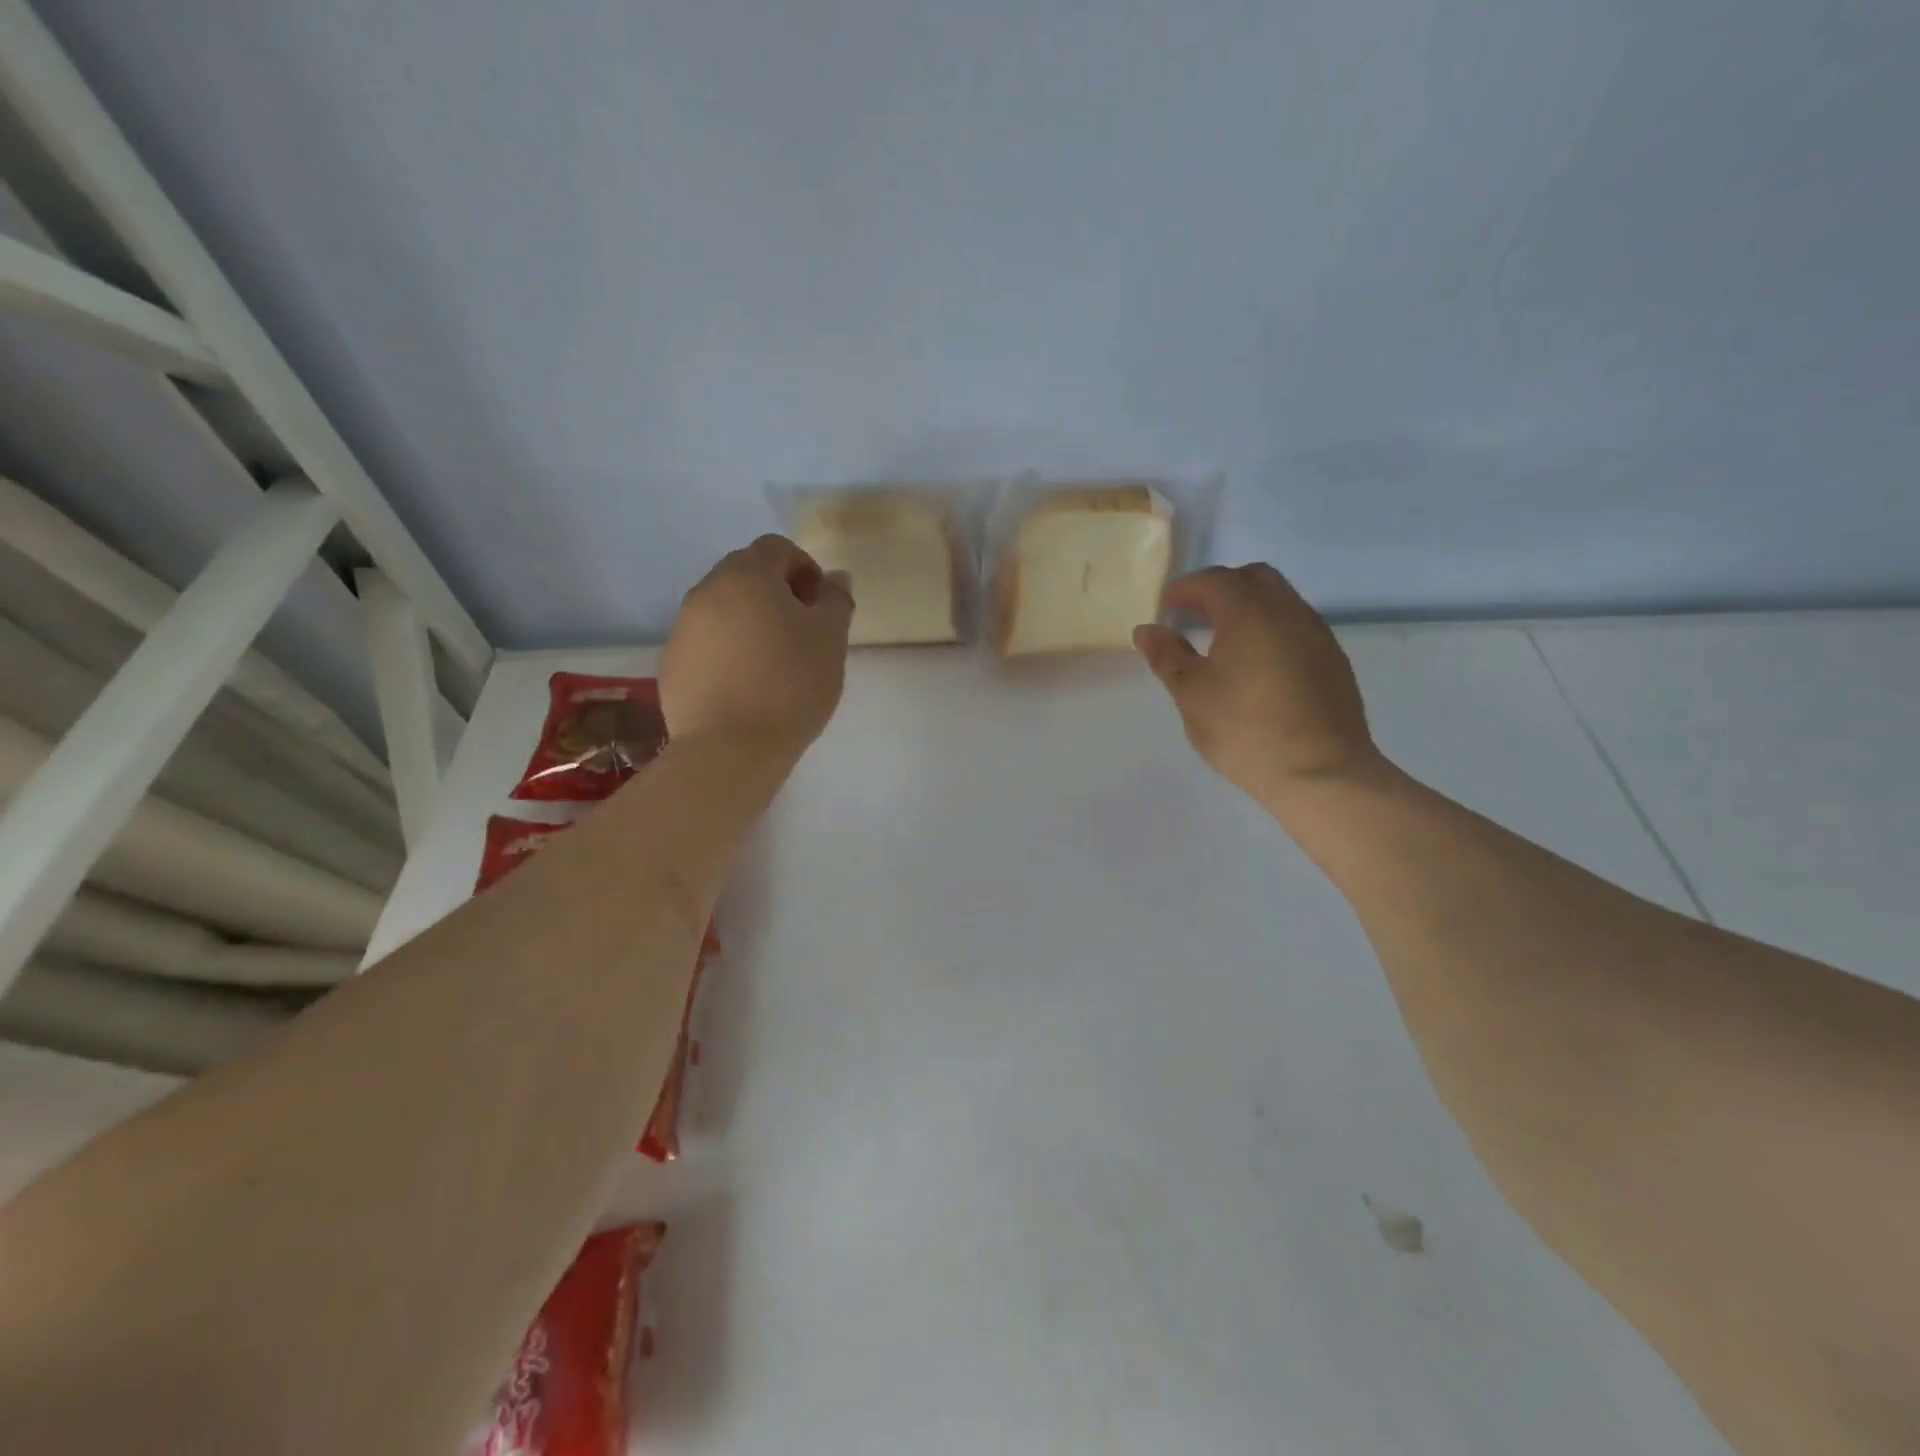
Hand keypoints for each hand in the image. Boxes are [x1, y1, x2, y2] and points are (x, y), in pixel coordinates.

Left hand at [662, 535, 853, 754]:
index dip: (805, 568)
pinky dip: (727, 650)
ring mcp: (682, 628)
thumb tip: (835, 579)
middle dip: (776, 592)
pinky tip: (746, 685)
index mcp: (747, 576)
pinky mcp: (671, 663)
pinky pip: (706, 642)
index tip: (821, 604)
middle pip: (745, 573)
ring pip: (723, 608)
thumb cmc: (790, 685)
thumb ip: (836, 601)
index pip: (777, 548)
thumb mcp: (830, 640)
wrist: (730, 748)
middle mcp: (707, 591)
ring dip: (750, 620)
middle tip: (801, 630)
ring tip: (773, 661)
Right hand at [1133, 564, 1384, 808]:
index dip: (1186, 588)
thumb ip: (1167, 656)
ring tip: (1225, 641)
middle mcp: (1289, 611)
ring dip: (1250, 607)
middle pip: (1254, 578)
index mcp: (1250, 612)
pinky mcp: (1334, 661)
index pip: (1214, 580)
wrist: (1321, 771)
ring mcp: (1318, 635)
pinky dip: (1272, 629)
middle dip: (1221, 588)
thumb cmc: (1245, 729)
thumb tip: (1147, 630)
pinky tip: (1259, 664)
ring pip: (1281, 600)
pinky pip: (1298, 626)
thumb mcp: (1191, 694)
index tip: (1167, 606)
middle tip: (1196, 615)